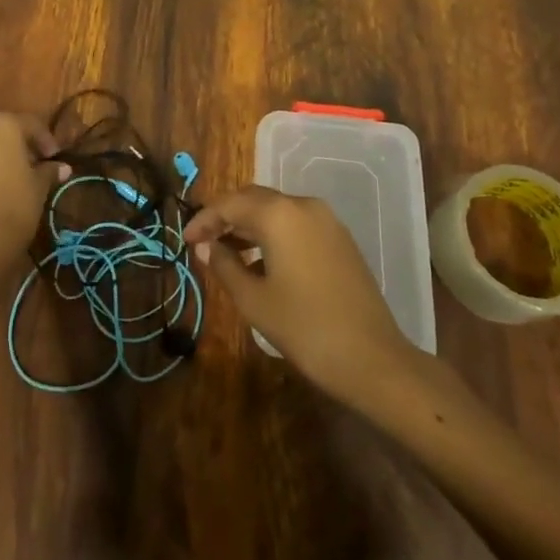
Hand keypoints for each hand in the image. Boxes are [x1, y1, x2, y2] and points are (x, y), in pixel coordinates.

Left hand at [0, 112, 66, 268]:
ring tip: (20, 176)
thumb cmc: (16, 203)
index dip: (46, 140)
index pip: (31, 124)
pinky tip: (1, 186)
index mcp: (4, 125)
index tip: (56, 157)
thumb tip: (62, 168)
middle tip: (38, 163)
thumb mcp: (40, 185)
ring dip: (4, 156)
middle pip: (6, 131)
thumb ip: (49, 170)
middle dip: (23, 145)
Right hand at [187, 186, 413, 403]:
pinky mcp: (340, 239)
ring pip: (276, 211)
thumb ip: (224, 266)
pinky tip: (261, 263)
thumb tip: (206, 247)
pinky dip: (273, 234)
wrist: (373, 360)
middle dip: (226, 217)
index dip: (204, 219)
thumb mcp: (254, 300)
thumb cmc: (305, 328)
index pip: (230, 204)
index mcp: (278, 214)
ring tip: (226, 253)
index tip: (186, 240)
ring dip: (249, 225)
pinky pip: (296, 224)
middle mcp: (303, 205)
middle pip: (254, 199)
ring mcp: (327, 221)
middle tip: (202, 242)